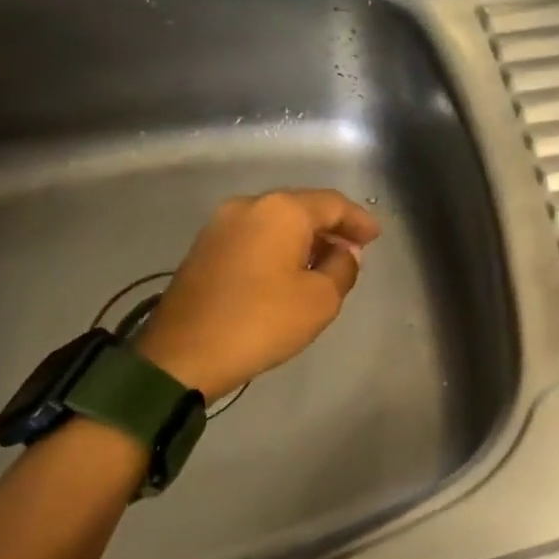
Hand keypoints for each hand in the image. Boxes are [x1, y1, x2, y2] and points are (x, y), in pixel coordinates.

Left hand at [134, 190, 380, 403]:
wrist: (182, 354)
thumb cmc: (261, 322)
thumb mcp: (320, 299)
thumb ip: (343, 267)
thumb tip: (343, 252)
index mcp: (281, 211)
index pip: (332, 204)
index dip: (358, 220)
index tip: (375, 237)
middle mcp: (249, 206)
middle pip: (301, 207)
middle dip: (331, 227)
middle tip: (354, 249)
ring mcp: (220, 225)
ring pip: (276, 222)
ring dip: (304, 238)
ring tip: (325, 263)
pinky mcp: (204, 248)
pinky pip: (254, 237)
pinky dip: (278, 247)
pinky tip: (290, 271)